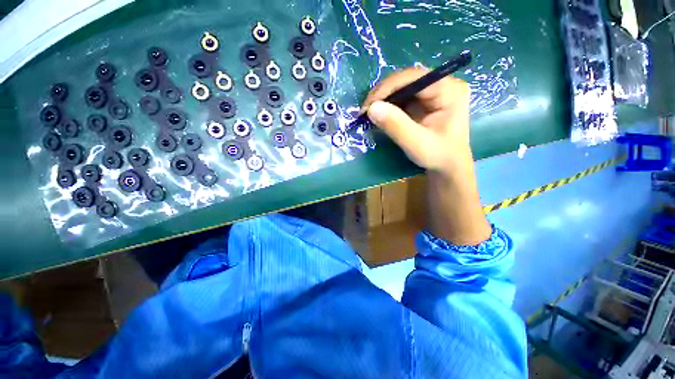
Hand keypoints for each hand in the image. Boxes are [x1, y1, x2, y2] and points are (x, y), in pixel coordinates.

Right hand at [361, 68, 471, 174]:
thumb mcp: (417, 144)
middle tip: (365, 111)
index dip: (388, 88)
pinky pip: (402, 98)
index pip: (414, 77)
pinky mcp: (424, 102)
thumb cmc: (438, 156)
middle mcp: (442, 84)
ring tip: (369, 114)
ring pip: (402, 88)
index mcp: (449, 90)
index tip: (368, 105)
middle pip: (406, 80)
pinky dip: (388, 106)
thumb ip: (396, 126)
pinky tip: (379, 115)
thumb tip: (372, 108)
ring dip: (383, 100)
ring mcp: (433, 92)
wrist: (448, 166)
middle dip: (383, 94)